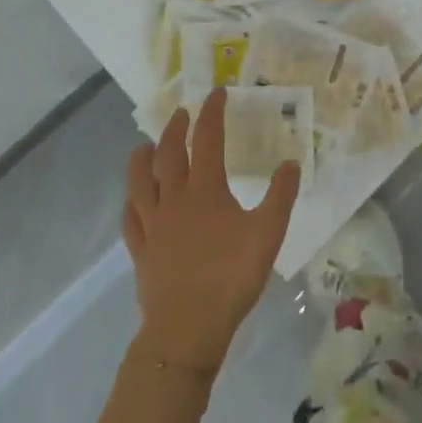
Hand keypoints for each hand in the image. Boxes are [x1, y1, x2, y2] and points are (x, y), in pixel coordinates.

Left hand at [122, 88, 302, 375]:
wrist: (186, 330)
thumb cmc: (230, 278)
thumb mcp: (268, 235)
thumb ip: (281, 196)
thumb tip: (291, 163)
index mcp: (205, 189)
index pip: (206, 139)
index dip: (212, 112)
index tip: (217, 93)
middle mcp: (174, 198)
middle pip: (168, 153)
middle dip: (176, 128)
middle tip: (183, 113)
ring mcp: (152, 225)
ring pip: (139, 181)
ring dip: (143, 157)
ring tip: (146, 145)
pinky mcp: (140, 250)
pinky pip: (130, 218)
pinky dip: (132, 201)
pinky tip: (134, 201)